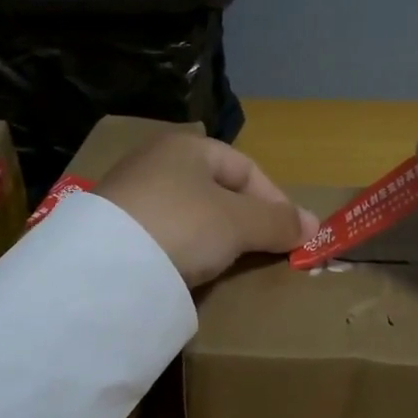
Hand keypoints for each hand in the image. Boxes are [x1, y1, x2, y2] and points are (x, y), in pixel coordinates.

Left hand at [99, 135, 318, 286]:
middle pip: (216, 190)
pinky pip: (163, 235)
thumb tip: (314, 225)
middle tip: (264, 251)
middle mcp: (155, 161)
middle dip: (245, 220)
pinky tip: (190, 271)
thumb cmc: (183, 224)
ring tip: (230, 265)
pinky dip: (183, 250)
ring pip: (189, 215)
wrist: (104, 264)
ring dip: (214, 238)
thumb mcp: (238, 222)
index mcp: (186, 146)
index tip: (292, 234)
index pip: (245, 167)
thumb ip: (277, 222)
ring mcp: (129, 195)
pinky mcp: (112, 229)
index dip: (275, 199)